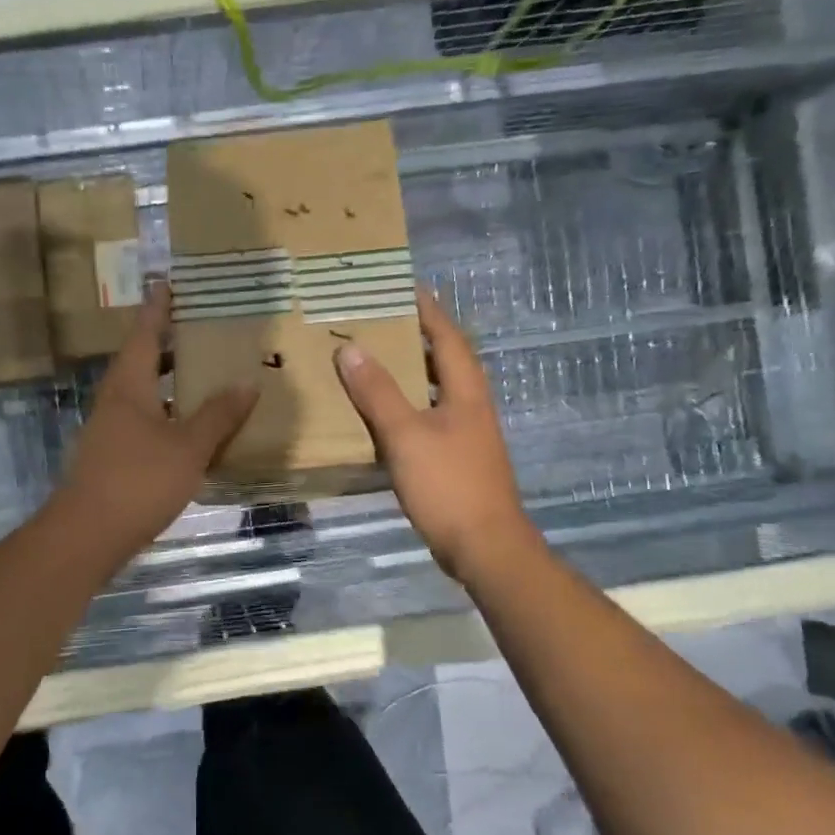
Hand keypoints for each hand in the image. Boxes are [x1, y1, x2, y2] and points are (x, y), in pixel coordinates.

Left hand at [56, 282, 258, 569]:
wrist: (88, 534)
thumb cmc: (138, 479)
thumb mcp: (188, 446)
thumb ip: (218, 416)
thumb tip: (246, 384)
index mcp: (130, 384)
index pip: (145, 333)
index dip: (159, 308)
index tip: (168, 283)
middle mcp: (116, 399)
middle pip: (142, 360)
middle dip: (169, 343)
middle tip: (202, 329)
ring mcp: (111, 429)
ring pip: (144, 392)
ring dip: (170, 381)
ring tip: (204, 374)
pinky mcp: (114, 455)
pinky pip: (145, 420)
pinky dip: (168, 413)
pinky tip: (191, 427)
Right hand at [335, 289, 538, 582]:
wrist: (484, 547)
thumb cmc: (449, 485)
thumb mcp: (406, 435)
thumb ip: (377, 392)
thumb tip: (350, 348)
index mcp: (465, 391)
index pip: (447, 336)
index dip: (427, 310)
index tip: (403, 287)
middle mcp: (470, 406)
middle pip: (444, 360)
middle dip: (416, 337)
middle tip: (378, 321)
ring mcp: (466, 435)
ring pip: (436, 391)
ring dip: (410, 373)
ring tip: (374, 360)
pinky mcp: (456, 460)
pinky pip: (428, 418)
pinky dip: (406, 407)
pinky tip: (381, 416)